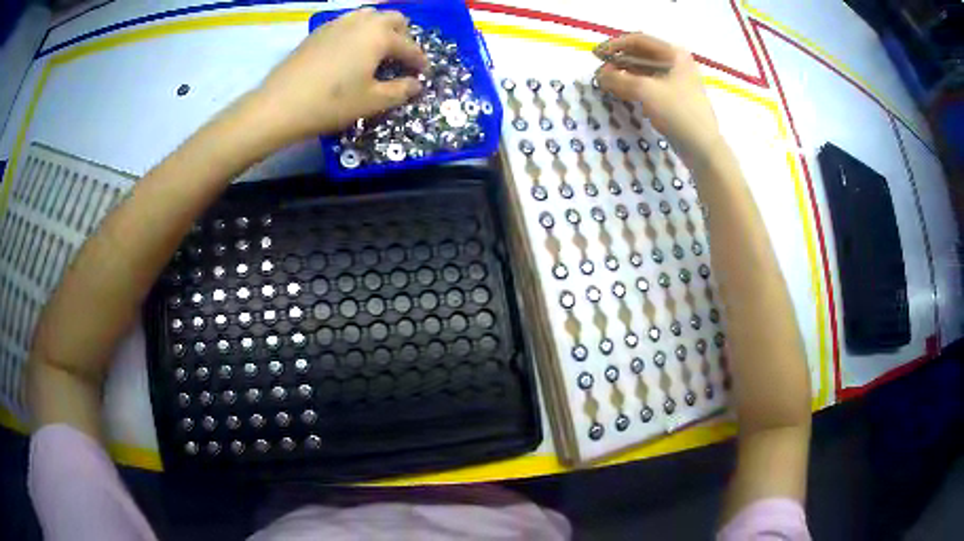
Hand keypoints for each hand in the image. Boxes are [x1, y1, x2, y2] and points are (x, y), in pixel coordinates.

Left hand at [254, 7, 427, 145]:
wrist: (279, 106)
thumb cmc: (331, 103)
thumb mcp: (372, 101)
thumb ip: (400, 91)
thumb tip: (415, 85)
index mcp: (379, 35)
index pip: (409, 45)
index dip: (419, 61)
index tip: (423, 75)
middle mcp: (361, 22)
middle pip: (392, 18)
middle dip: (403, 36)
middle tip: (400, 58)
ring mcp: (337, 23)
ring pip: (368, 16)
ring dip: (380, 29)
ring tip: (377, 51)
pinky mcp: (318, 32)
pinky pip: (347, 23)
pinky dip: (357, 32)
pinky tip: (350, 51)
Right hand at [596, 33, 721, 162]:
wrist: (702, 147)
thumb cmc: (677, 112)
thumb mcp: (645, 90)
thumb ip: (618, 79)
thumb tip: (599, 76)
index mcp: (674, 54)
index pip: (638, 40)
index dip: (614, 45)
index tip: (596, 55)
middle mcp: (676, 63)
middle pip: (641, 55)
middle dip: (618, 61)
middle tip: (600, 72)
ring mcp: (677, 82)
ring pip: (644, 72)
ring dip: (624, 75)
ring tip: (607, 83)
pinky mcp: (675, 99)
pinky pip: (650, 86)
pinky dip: (634, 87)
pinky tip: (621, 93)